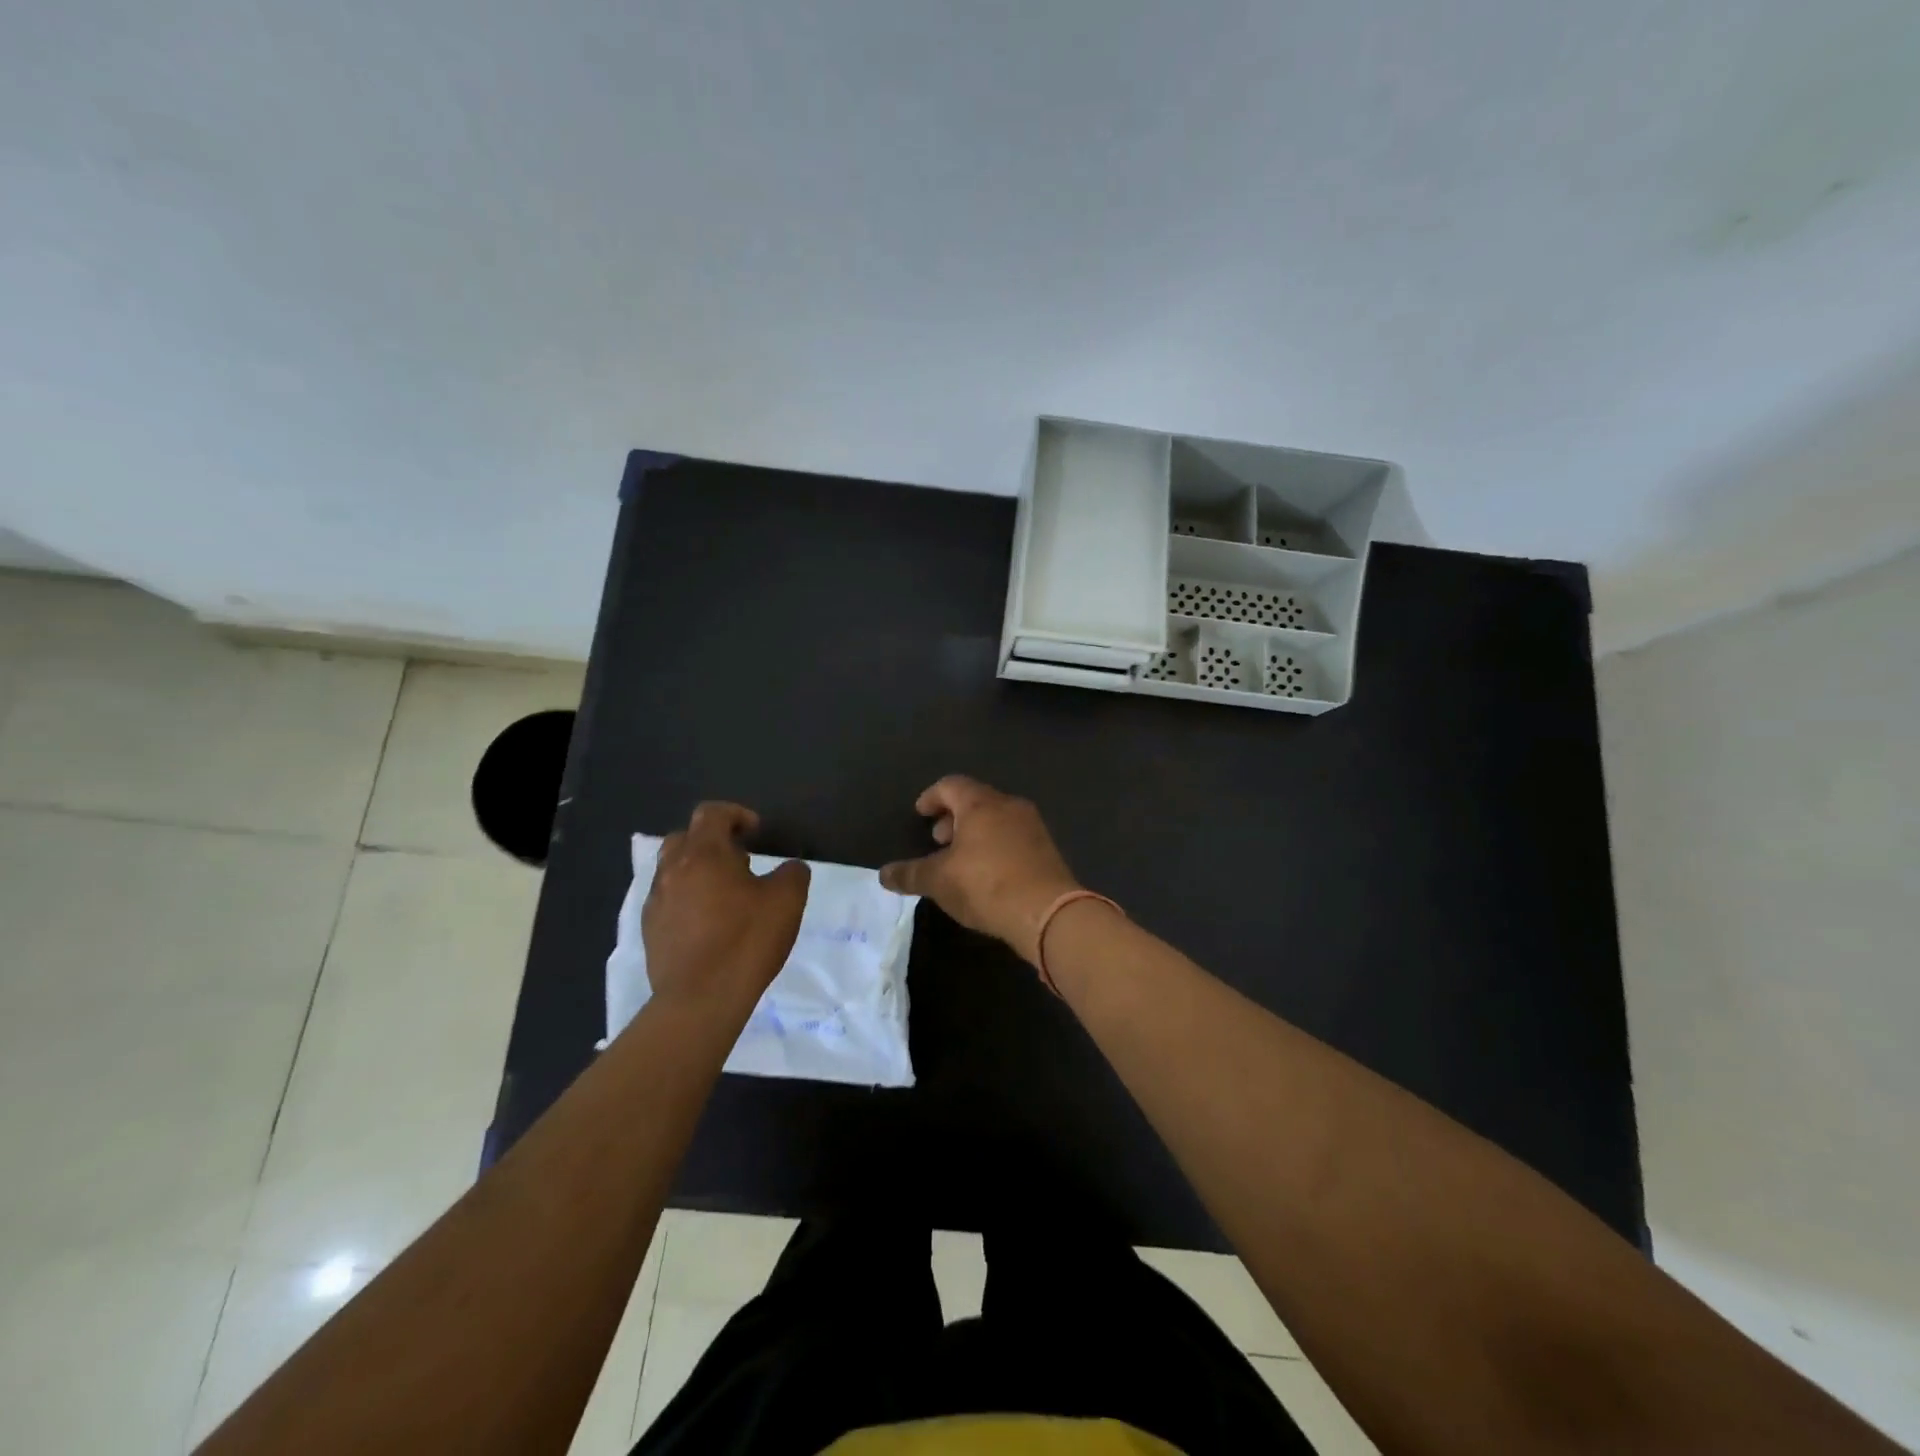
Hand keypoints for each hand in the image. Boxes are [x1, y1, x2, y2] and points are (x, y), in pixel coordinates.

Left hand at [642, 802, 810, 1010]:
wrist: (700, 1000)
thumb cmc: (746, 941)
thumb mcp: (787, 901)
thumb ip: (792, 873)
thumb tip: (789, 868)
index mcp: (704, 854)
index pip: (711, 813)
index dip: (736, 815)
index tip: (756, 833)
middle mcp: (673, 870)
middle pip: (685, 836)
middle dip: (711, 840)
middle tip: (739, 861)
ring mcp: (656, 901)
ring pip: (672, 868)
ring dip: (696, 870)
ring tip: (723, 893)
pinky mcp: (650, 930)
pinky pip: (667, 899)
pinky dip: (686, 898)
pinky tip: (707, 923)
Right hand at [879, 775, 1081, 967]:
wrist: (1048, 913)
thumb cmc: (986, 885)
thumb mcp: (939, 881)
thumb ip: (910, 874)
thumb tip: (883, 874)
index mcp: (981, 804)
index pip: (951, 785)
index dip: (932, 797)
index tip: (920, 812)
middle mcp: (1009, 806)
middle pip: (976, 799)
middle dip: (953, 817)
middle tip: (938, 839)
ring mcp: (1033, 827)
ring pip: (997, 819)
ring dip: (975, 833)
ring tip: (961, 860)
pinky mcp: (1047, 850)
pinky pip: (1014, 837)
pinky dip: (995, 846)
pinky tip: (988, 874)